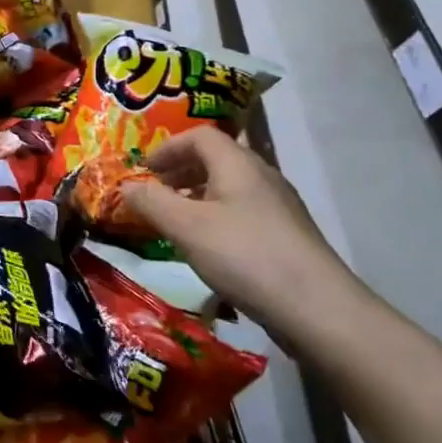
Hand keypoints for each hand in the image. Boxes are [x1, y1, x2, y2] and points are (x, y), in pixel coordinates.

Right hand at [123, 128, 364, 350]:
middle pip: (217, 158)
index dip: (169, 147)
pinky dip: (219, 216)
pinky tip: (210, 247)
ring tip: (178, 221)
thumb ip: (152, 203)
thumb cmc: (244, 255)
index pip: (199, 135)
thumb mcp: (186, 228)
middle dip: (182, 170)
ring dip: (200, 195)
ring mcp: (279, 205)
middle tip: (157, 192)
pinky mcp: (288, 234)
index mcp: (238, 163)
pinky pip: (244, 211)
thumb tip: (125, 186)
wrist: (316, 307)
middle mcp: (262, 175)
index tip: (145, 168)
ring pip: (231, 186)